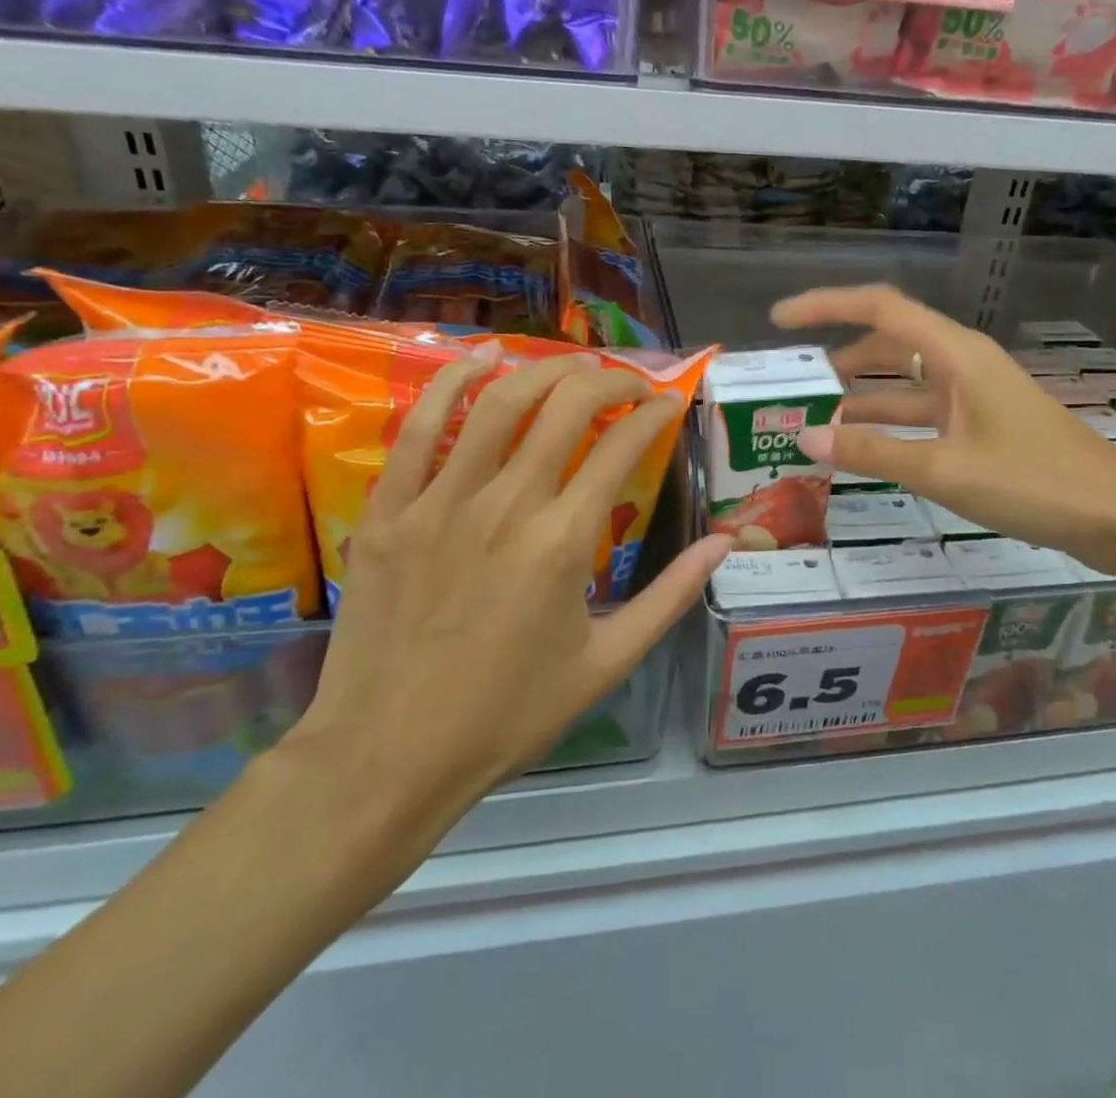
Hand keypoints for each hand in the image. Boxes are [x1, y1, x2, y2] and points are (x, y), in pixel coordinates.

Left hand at [278, 350, 730, 877]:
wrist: (390, 757)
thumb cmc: (509, 715)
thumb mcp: (608, 663)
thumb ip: (672, 596)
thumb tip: (725, 542)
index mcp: (564, 542)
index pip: (622, 446)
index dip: (654, 414)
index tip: (669, 405)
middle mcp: (506, 505)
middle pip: (567, 407)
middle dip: (610, 380)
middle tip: (630, 384)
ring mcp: (440, 502)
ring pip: (500, 403)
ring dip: (546, 371)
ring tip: (575, 366)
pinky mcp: (391, 510)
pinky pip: (418, 427)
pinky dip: (452, 382)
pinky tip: (483, 359)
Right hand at [773, 284, 1115, 577]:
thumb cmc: (1035, 483)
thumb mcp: (946, 470)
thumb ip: (873, 453)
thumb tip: (805, 437)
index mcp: (955, 354)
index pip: (879, 309)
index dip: (826, 306)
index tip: (780, 320)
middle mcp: (961, 363)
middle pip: (887, 345)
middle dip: (837, 359)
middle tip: (791, 385)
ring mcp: (972, 395)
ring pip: (903, 385)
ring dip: (860, 399)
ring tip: (812, 420)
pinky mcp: (980, 425)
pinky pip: (921, 414)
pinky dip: (888, 427)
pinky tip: (860, 449)